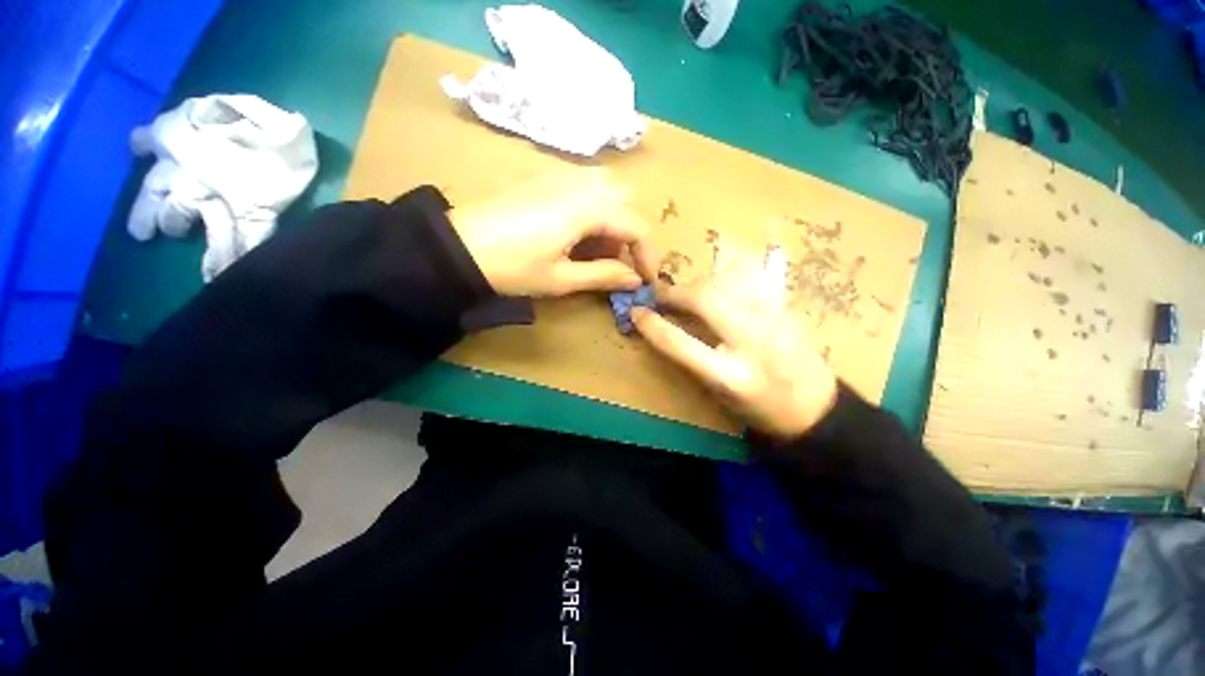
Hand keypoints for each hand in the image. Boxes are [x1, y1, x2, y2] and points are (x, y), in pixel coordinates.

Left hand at [449, 168, 656, 296]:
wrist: (459, 247)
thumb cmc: (513, 267)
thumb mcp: (562, 279)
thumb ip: (604, 275)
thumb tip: (635, 280)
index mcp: (588, 209)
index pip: (636, 227)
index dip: (648, 255)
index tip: (646, 280)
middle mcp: (580, 183)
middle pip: (626, 200)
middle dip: (629, 233)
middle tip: (616, 261)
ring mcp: (561, 176)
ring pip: (606, 190)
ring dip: (612, 219)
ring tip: (595, 249)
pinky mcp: (544, 178)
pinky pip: (584, 187)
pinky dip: (592, 209)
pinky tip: (574, 233)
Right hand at [632, 253, 837, 438]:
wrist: (817, 408)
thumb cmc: (761, 409)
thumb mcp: (720, 395)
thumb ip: (693, 360)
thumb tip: (667, 327)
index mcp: (732, 376)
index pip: (681, 344)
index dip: (653, 326)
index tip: (637, 313)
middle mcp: (754, 343)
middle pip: (706, 299)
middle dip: (676, 293)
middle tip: (661, 296)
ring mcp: (774, 320)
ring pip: (729, 281)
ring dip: (700, 282)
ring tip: (689, 292)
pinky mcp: (787, 308)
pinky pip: (753, 276)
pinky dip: (729, 272)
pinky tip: (720, 278)